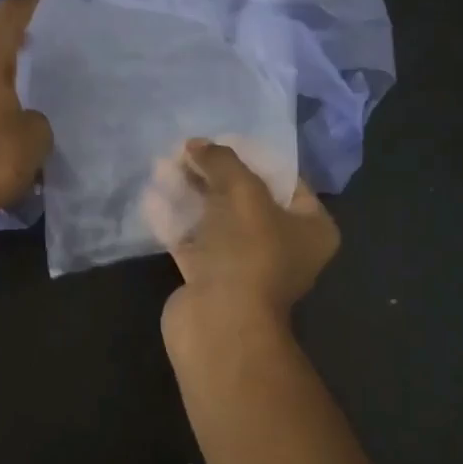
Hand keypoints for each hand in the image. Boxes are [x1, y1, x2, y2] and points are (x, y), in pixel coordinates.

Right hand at [145, 138, 339, 329]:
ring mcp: (244, 265)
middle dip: (213, 173)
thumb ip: (222, 162)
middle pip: (245, 197)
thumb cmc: (248, 252)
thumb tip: (196, 144)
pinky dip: (174, 219)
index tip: (221, 139)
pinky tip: (152, 196)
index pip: (284, 180)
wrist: (220, 324)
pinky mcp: (210, 279)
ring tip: (162, 165)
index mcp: (310, 228)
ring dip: (190, 192)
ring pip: (215, 218)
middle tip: (185, 150)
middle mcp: (282, 246)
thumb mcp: (242, 193)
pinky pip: (192, 240)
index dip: (253, 156)